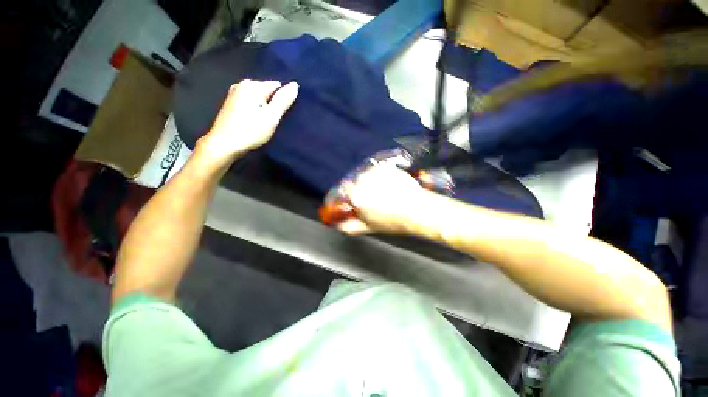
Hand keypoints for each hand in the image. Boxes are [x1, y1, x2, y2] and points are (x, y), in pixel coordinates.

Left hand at [196, 79, 298, 168]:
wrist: (224, 145)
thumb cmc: (250, 131)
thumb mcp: (272, 116)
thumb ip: (284, 100)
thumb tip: (295, 84)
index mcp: (252, 85)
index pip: (277, 86)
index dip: (283, 100)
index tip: (282, 114)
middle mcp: (242, 85)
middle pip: (267, 91)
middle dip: (273, 104)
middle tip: (274, 121)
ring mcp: (234, 94)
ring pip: (259, 99)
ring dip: (265, 109)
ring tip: (266, 123)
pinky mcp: (231, 105)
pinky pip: (251, 104)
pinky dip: (256, 111)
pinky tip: (256, 122)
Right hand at [336, 166, 430, 234]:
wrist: (416, 209)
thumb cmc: (392, 220)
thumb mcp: (368, 227)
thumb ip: (349, 227)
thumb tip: (339, 225)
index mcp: (355, 195)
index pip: (343, 190)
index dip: (348, 195)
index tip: (354, 199)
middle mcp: (362, 180)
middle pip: (355, 182)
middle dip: (360, 189)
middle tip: (372, 197)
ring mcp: (375, 172)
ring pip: (366, 175)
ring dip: (370, 181)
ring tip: (383, 192)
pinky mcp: (386, 167)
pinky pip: (377, 171)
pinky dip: (380, 177)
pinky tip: (389, 186)